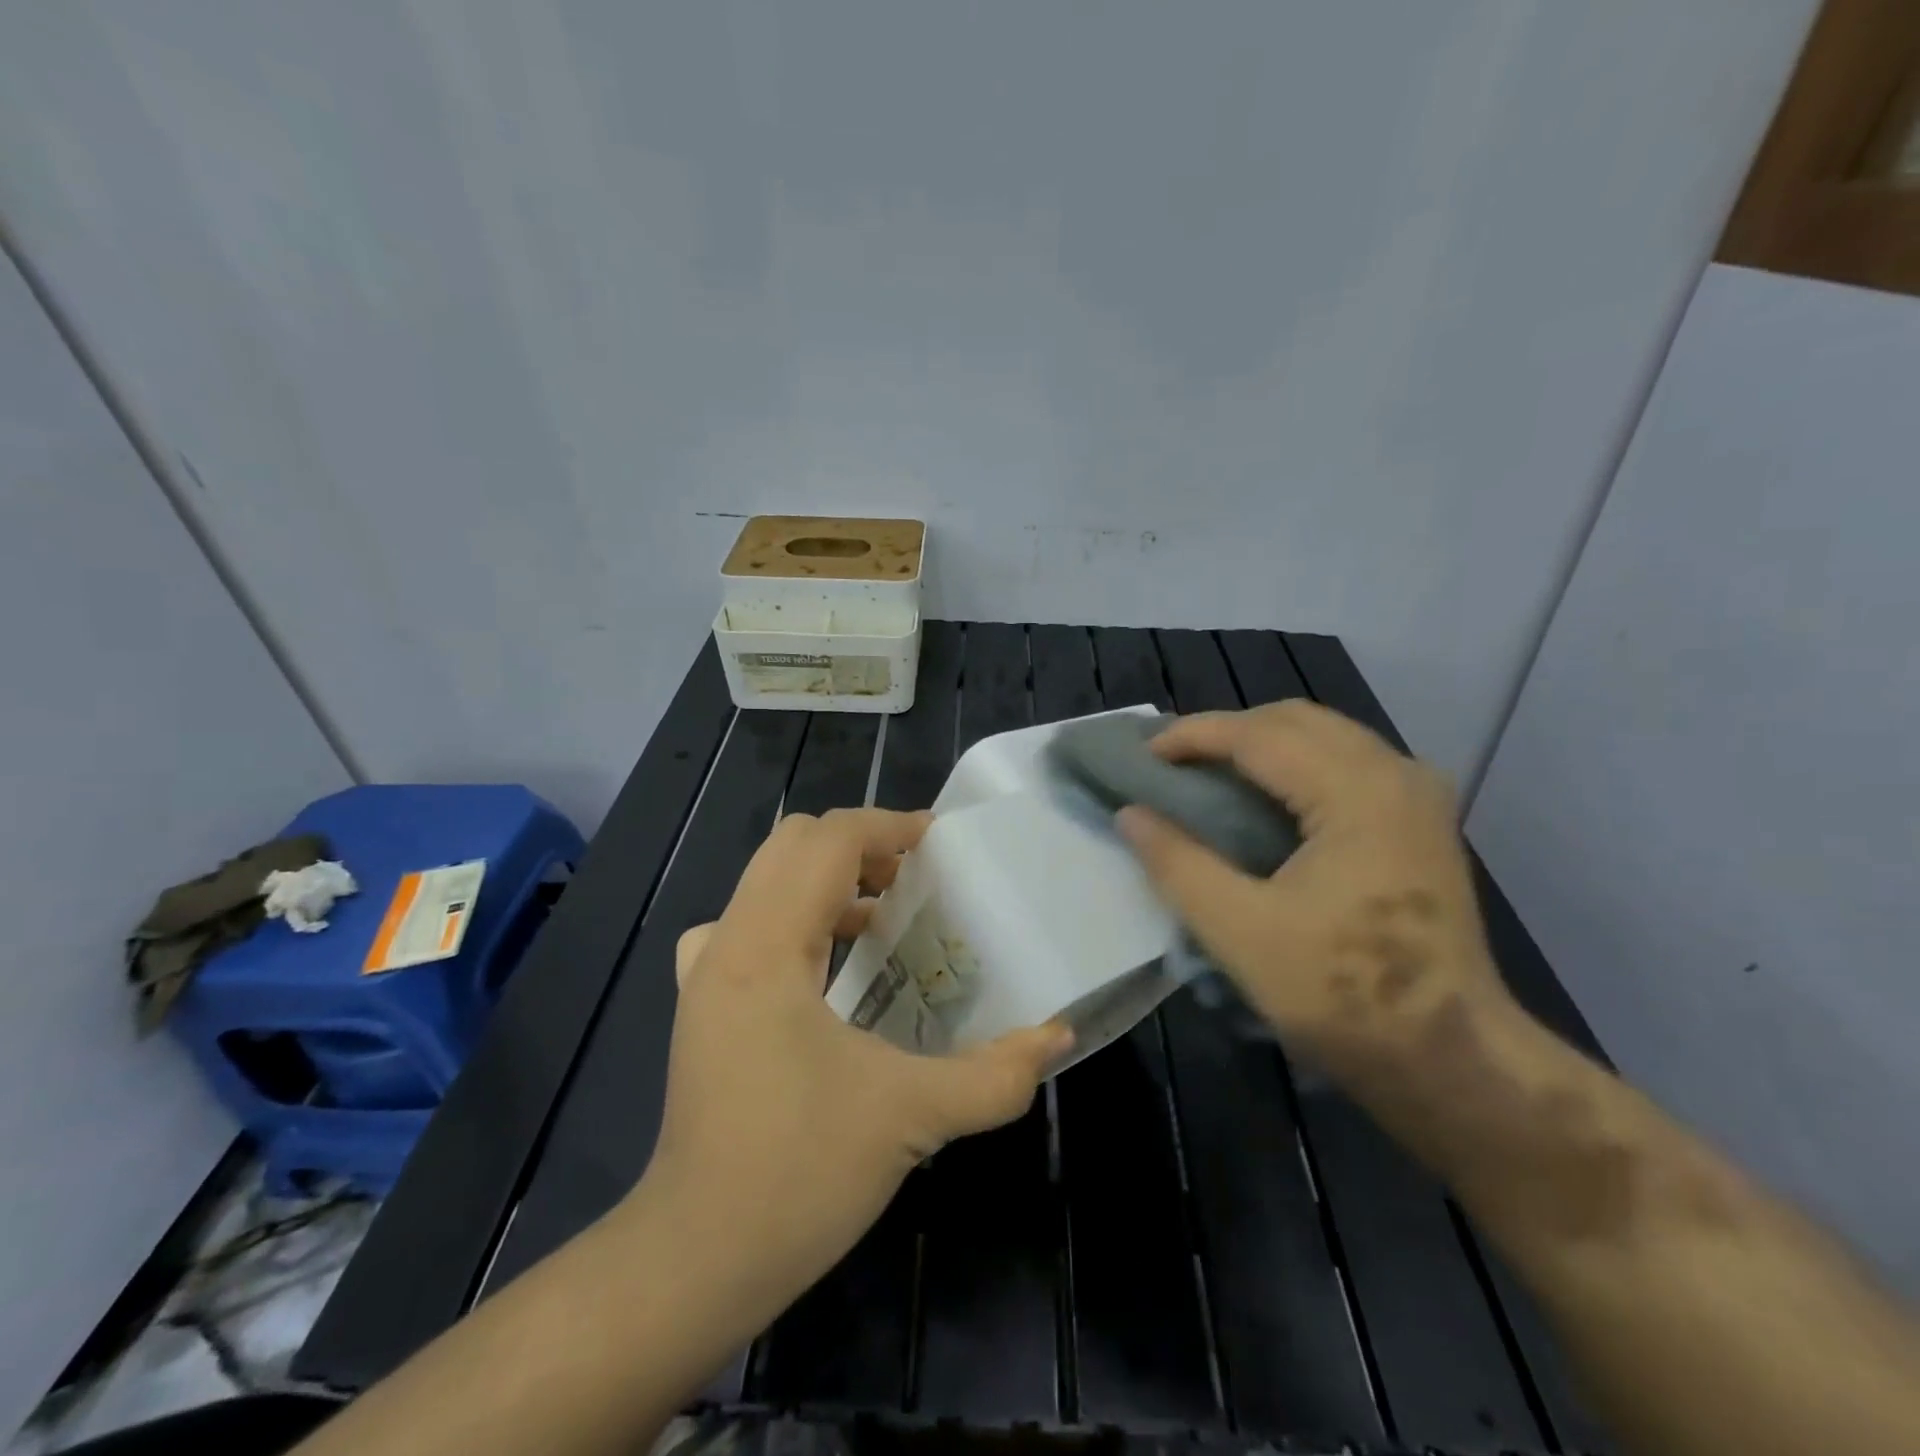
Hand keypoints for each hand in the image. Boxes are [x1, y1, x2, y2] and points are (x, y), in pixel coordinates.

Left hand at [626, 807, 1070, 1326]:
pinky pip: (746, 924)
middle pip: (792, 844)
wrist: (694, 1260)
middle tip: (916, 877)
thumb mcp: (911, 1117)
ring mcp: (705, 973)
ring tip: (887, 915)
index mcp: (766, 946)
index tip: (940, 844)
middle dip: (860, 845)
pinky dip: (796, 917)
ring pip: (767, 881)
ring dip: (829, 879)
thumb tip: (1057, 1036)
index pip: (826, 840)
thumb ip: (995, 1075)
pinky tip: (830, 966)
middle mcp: (727, 942)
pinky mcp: (701, 1003)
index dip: (888, 826)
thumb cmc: (798, 1174)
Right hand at [1116, 700, 1512, 1072]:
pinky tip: (1268, 795)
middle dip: (1226, 731)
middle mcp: (1395, 773)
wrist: (1451, 1056)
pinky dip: (1296, 761)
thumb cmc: (1342, 995)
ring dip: (1261, 742)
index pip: (1259, 734)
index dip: (1193, 736)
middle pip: (1295, 719)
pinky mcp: (1422, 818)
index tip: (1143, 754)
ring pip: (1324, 734)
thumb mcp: (1240, 932)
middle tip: (1173, 764)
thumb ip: (1177, 864)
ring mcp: (1417, 794)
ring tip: (1210, 773)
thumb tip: (1129, 813)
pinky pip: (1348, 759)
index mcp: (1356, 793)